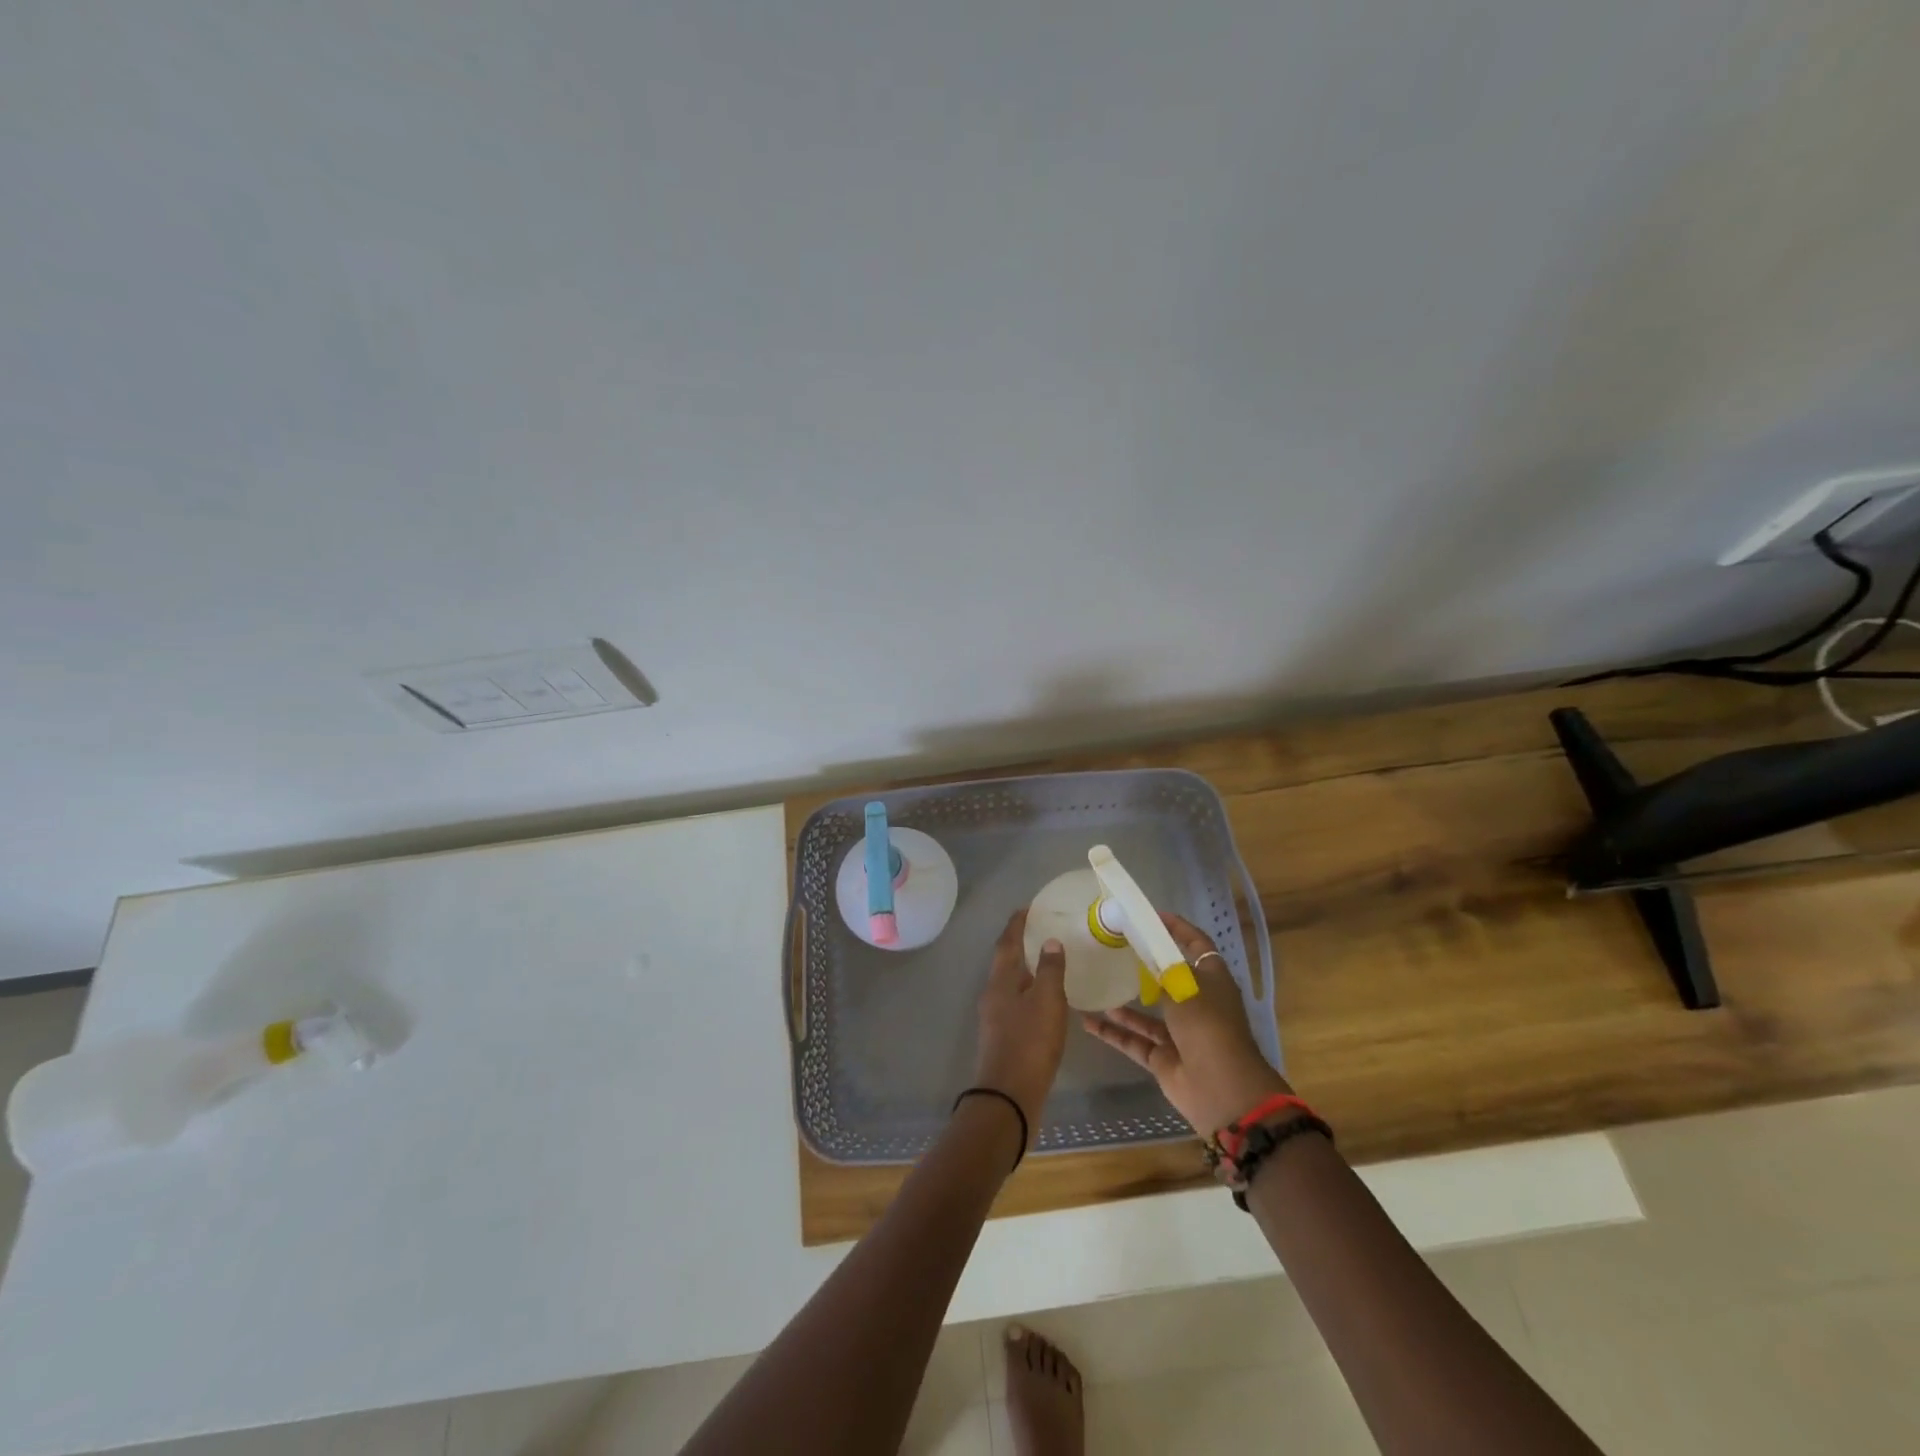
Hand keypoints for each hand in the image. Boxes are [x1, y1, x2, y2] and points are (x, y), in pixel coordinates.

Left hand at [971, 910, 1068, 1140]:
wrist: (1008, 1097)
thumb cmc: (1029, 1043)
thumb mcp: (1047, 1002)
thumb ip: (1051, 970)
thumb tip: (1050, 942)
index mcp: (1001, 981)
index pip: (1007, 942)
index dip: (1017, 924)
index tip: (1029, 908)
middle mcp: (993, 994)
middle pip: (1006, 961)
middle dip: (1021, 944)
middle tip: (1042, 931)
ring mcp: (995, 1017)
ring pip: (1010, 983)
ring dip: (1026, 969)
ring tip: (1048, 962)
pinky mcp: (1003, 1037)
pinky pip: (1016, 1003)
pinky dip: (1029, 992)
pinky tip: (1045, 1001)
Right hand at [1081, 913, 1289, 1136]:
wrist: (1222, 1090)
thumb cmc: (1208, 1027)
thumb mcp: (1184, 986)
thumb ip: (1162, 966)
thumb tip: (1145, 946)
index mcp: (1211, 981)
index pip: (1196, 945)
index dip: (1177, 929)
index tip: (1151, 916)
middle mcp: (1196, 1004)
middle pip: (1168, 978)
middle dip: (1144, 965)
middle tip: (1114, 948)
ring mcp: (1179, 1033)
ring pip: (1146, 1012)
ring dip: (1123, 1002)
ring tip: (1096, 983)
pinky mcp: (1163, 1058)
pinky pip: (1134, 1040)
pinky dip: (1113, 1032)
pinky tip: (1087, 1021)